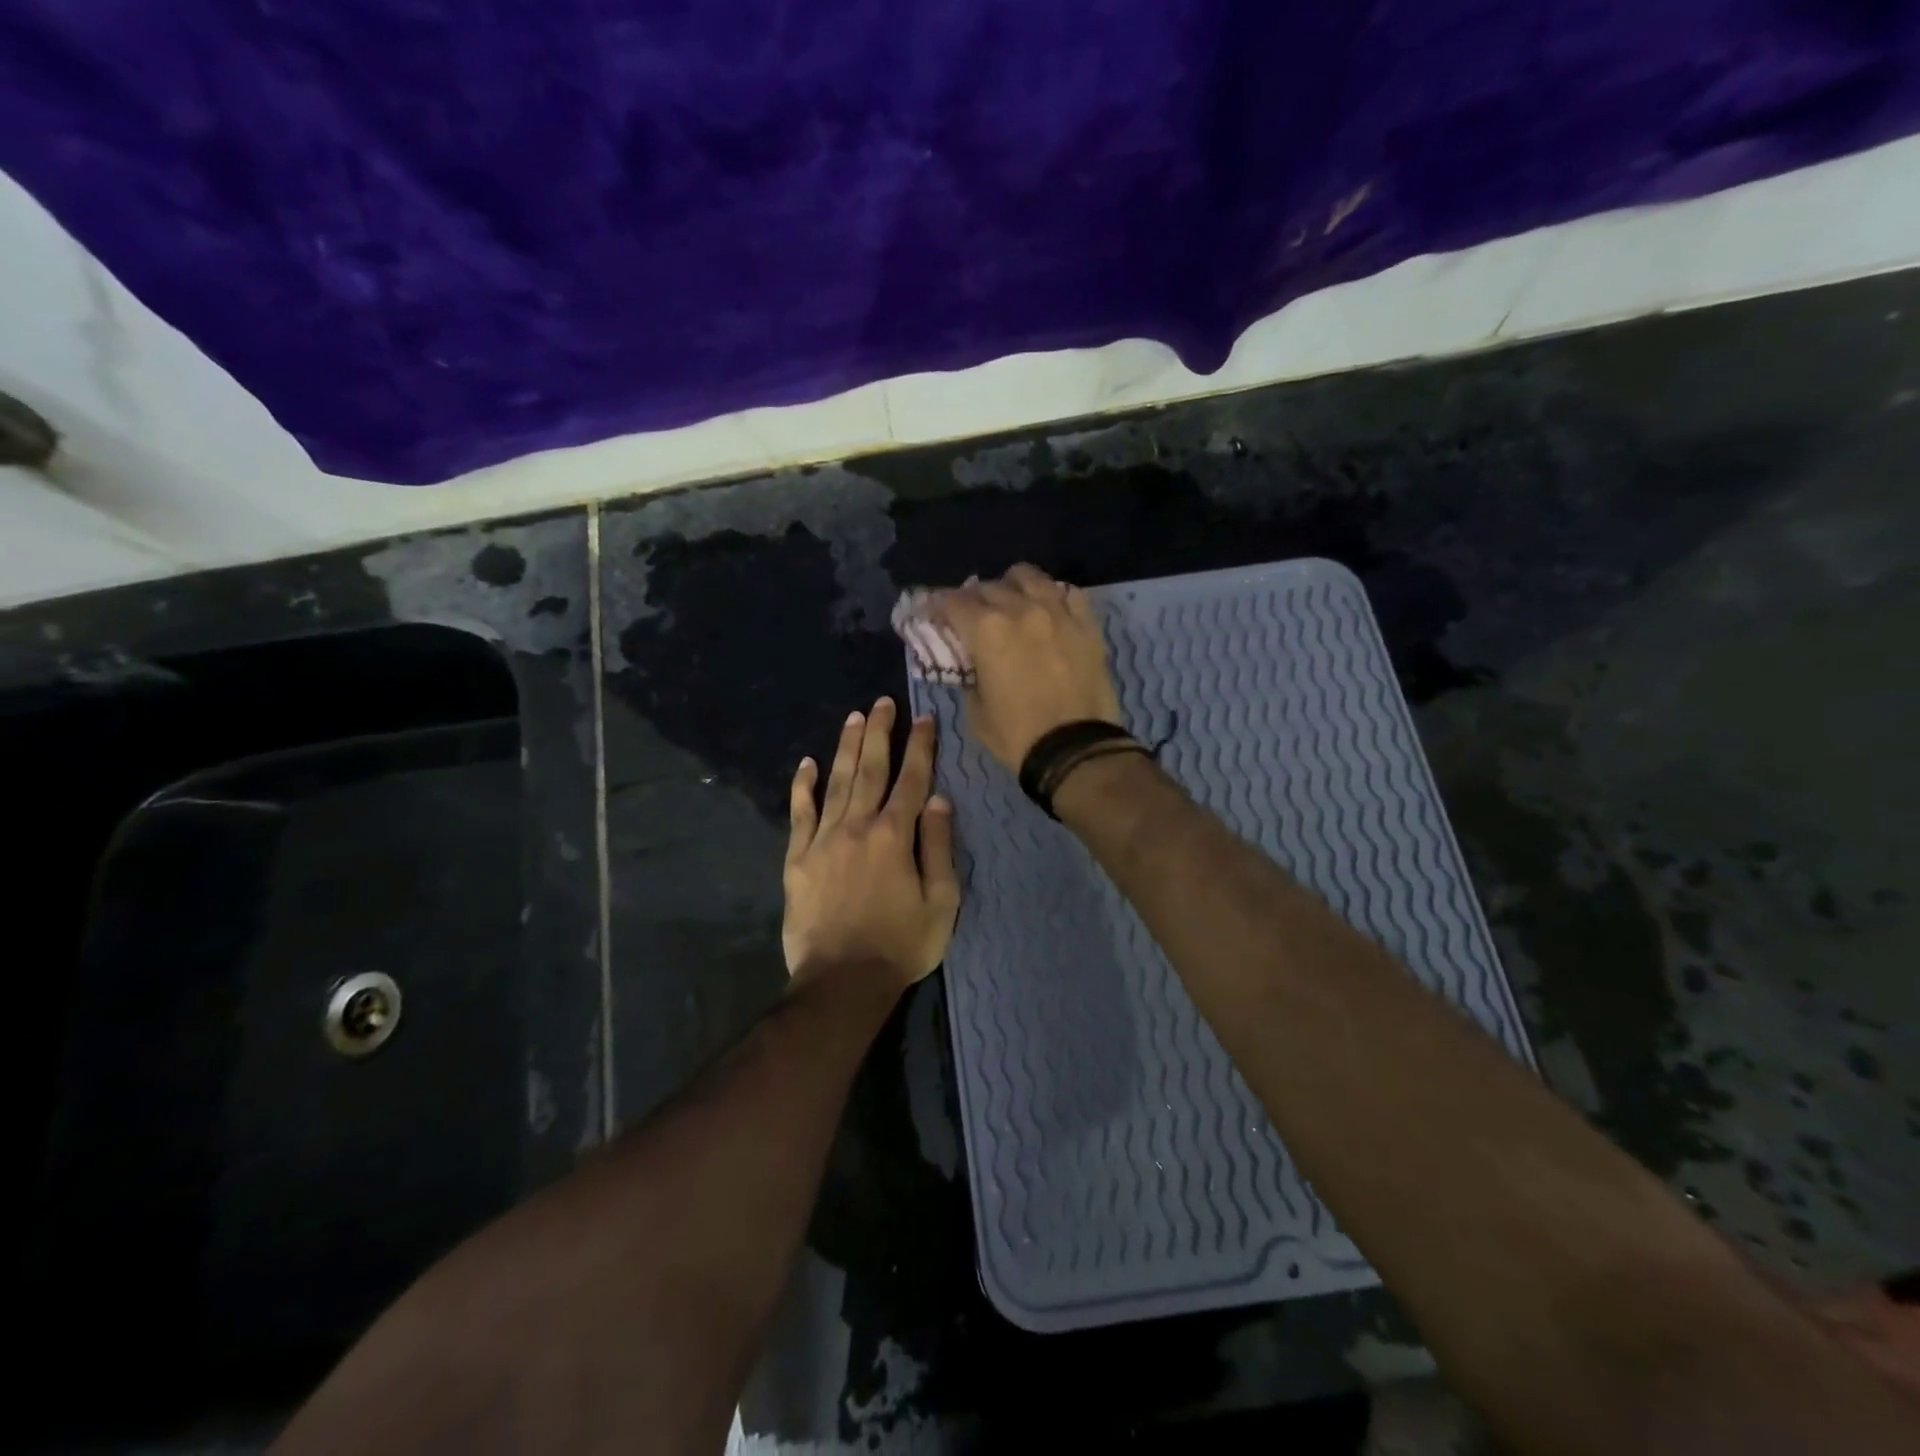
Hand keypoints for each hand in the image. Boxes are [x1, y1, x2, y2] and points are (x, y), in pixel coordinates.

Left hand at [783, 697, 960, 990]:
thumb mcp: (941, 902)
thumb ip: (938, 846)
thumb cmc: (901, 944)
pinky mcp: (797, 859)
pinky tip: (805, 764)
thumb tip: (938, 800)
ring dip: (846, 748)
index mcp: (895, 835)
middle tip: (882, 703)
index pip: (912, 779)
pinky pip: (799, 814)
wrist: (842, 981)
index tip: (925, 718)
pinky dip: (802, 787)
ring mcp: (823, 840)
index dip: (920, 746)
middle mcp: (858, 826)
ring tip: (853, 718)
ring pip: (836, 782)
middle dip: (879, 733)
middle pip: (871, 769)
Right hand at [933, 563, 1122, 770]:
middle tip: (971, 614)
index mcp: (987, 630)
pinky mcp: (1087, 624)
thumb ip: (970, 677)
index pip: (952, 601)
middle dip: (973, 597)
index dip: (937, 604)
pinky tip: (1049, 608)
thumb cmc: (1017, 735)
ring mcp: (1057, 612)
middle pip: (988, 586)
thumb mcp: (976, 711)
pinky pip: (1068, 593)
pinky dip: (1053, 596)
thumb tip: (973, 665)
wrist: (1075, 749)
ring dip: (1012, 585)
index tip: (932, 611)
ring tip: (1011, 600)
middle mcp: (1020, 609)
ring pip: (1029, 577)